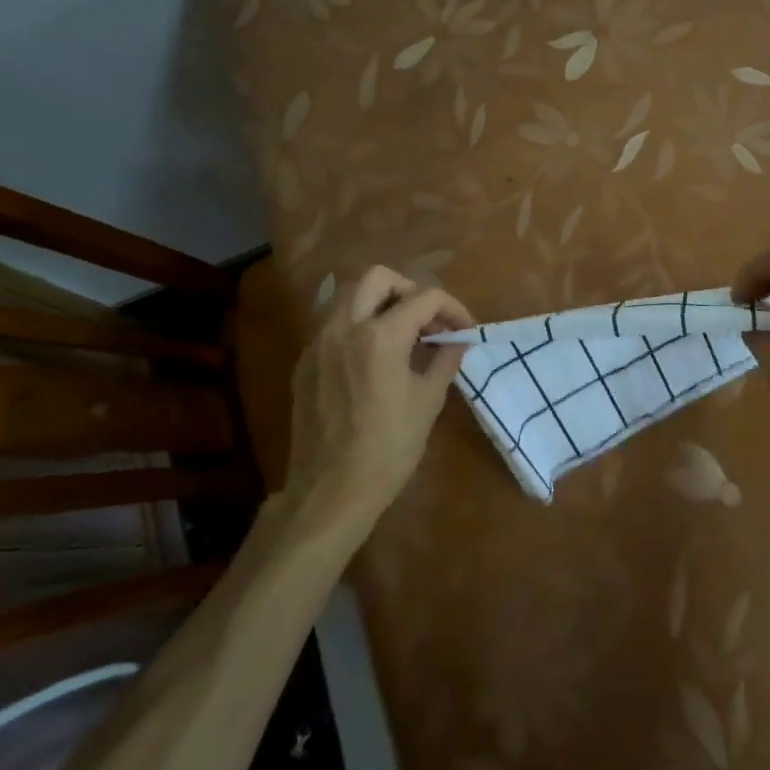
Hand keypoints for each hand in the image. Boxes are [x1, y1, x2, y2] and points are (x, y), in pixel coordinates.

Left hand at [285, 266, 473, 524]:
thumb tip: (460, 339)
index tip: (464, 329)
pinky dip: (357, 322)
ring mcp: (318, 342)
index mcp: (381, 336)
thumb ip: (445, 359)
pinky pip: (332, 322)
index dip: (452, 307)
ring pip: (347, 293)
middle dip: (409, 289)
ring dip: (379, 300)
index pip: (424, 297)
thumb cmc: (388, 449)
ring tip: (401, 331)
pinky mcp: (305, 361)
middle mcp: (344, 327)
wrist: (330, 492)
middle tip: (427, 319)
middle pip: (378, 277)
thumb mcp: (428, 402)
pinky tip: (373, 355)